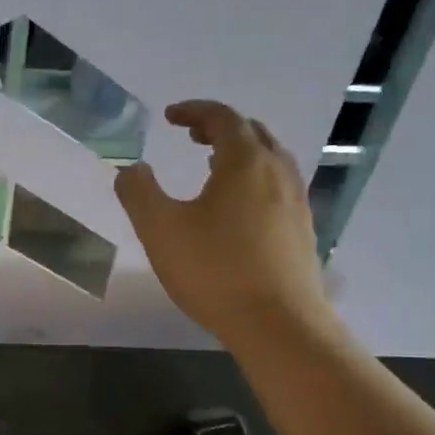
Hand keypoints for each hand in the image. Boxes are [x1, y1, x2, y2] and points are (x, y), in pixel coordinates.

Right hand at [114, 101, 340, 347]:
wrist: (278, 323)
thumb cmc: (215, 270)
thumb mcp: (159, 229)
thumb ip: (138, 192)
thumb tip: (132, 169)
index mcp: (245, 162)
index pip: (222, 117)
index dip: (194, 110)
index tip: (170, 117)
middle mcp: (278, 172)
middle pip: (252, 132)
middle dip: (219, 127)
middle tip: (192, 136)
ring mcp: (296, 202)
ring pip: (270, 159)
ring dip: (241, 152)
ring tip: (214, 167)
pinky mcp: (302, 230)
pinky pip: (278, 186)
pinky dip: (254, 179)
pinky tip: (238, 209)